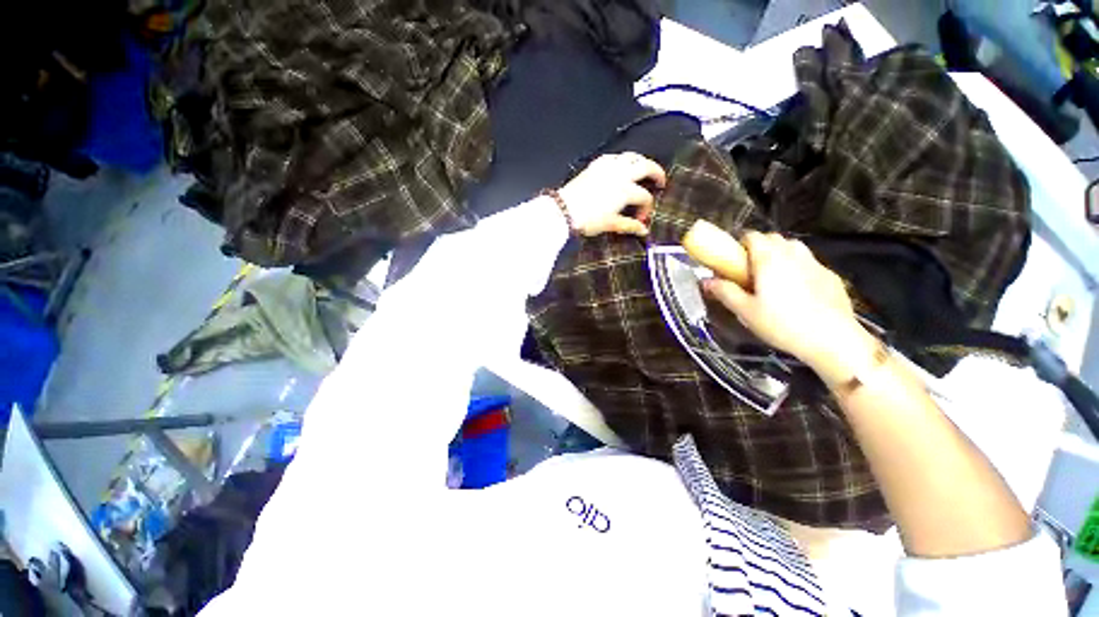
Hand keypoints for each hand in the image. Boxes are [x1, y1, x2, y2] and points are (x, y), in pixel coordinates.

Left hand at [556, 152, 665, 236]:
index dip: (646, 208)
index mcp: (626, 190)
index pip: (644, 196)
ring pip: (631, 156)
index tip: (640, 220)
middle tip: (661, 181)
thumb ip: (629, 225)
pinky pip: (614, 157)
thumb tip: (643, 231)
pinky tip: (620, 166)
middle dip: (657, 173)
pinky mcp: (596, 165)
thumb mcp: (610, 224)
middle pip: (646, 166)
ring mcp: (608, 167)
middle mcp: (621, 174)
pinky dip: (621, 160)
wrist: (564, 210)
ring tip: (644, 169)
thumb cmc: (589, 220)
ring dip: (641, 161)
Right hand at [702, 231, 868, 369]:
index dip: (740, 243)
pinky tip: (797, 290)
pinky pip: (809, 262)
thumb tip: (706, 281)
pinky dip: (798, 267)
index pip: (753, 236)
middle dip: (759, 247)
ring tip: (773, 277)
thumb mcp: (745, 311)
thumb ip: (725, 292)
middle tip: (749, 270)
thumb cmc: (782, 324)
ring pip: (793, 247)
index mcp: (769, 259)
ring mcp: (815, 263)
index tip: (733, 258)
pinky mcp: (830, 276)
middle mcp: (793, 254)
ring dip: (779, 254)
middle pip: (773, 238)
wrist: (833, 340)